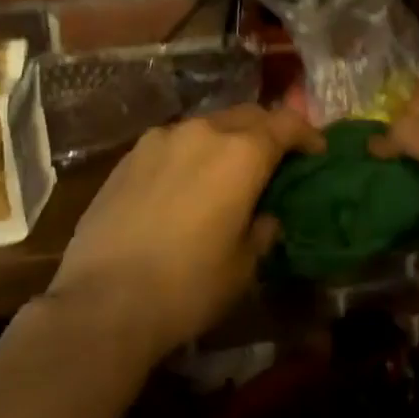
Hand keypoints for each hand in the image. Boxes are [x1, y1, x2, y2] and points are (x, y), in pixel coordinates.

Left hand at [48, 105, 322, 361]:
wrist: (102, 302)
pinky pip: (173, 142)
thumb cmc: (188, 286)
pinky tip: (183, 184)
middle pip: (247, 115)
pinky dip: (190, 153)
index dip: (306, 134)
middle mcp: (203, 132)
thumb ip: (261, 231)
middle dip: (267, 131)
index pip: (286, 124)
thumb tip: (264, 217)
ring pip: (207, 126)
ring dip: (226, 140)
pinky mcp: (129, 157)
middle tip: (275, 158)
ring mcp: (160, 140)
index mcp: (241, 154)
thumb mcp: (243, 266)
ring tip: (226, 172)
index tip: (316, 151)